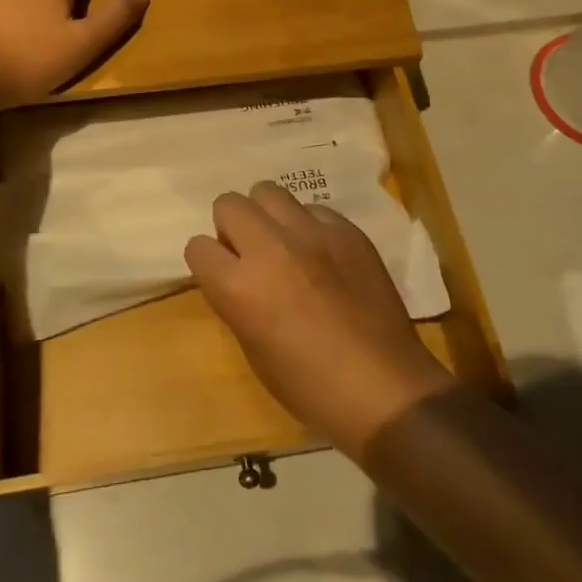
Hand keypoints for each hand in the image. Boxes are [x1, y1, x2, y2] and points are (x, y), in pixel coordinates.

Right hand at [185, 182, 454, 458]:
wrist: (384, 389)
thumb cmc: (309, 386)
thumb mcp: (253, 350)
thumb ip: (236, 301)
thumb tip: (236, 277)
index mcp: (238, 286)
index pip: (197, 247)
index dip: (208, 263)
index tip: (221, 276)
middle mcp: (269, 247)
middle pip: (229, 203)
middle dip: (232, 227)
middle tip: (250, 255)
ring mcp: (311, 233)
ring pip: (269, 192)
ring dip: (267, 217)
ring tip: (284, 245)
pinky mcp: (347, 230)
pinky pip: (313, 210)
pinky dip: (309, 227)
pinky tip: (323, 255)